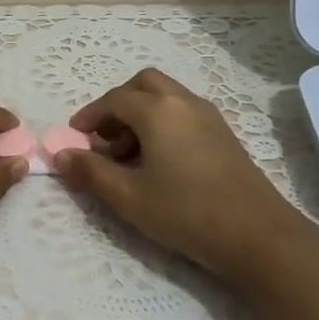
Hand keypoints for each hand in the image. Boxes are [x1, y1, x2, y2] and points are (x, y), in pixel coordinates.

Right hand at [52, 68, 314, 283]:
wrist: (257, 234)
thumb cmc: (185, 213)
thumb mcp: (128, 197)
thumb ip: (91, 172)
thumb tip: (61, 154)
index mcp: (158, 111)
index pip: (114, 100)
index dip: (90, 116)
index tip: (75, 136)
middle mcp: (183, 102)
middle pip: (143, 85)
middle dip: (118, 104)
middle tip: (104, 137)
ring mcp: (208, 115)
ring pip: (166, 96)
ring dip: (141, 113)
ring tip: (128, 156)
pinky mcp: (224, 133)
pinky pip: (183, 111)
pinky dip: (163, 122)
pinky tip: (160, 161)